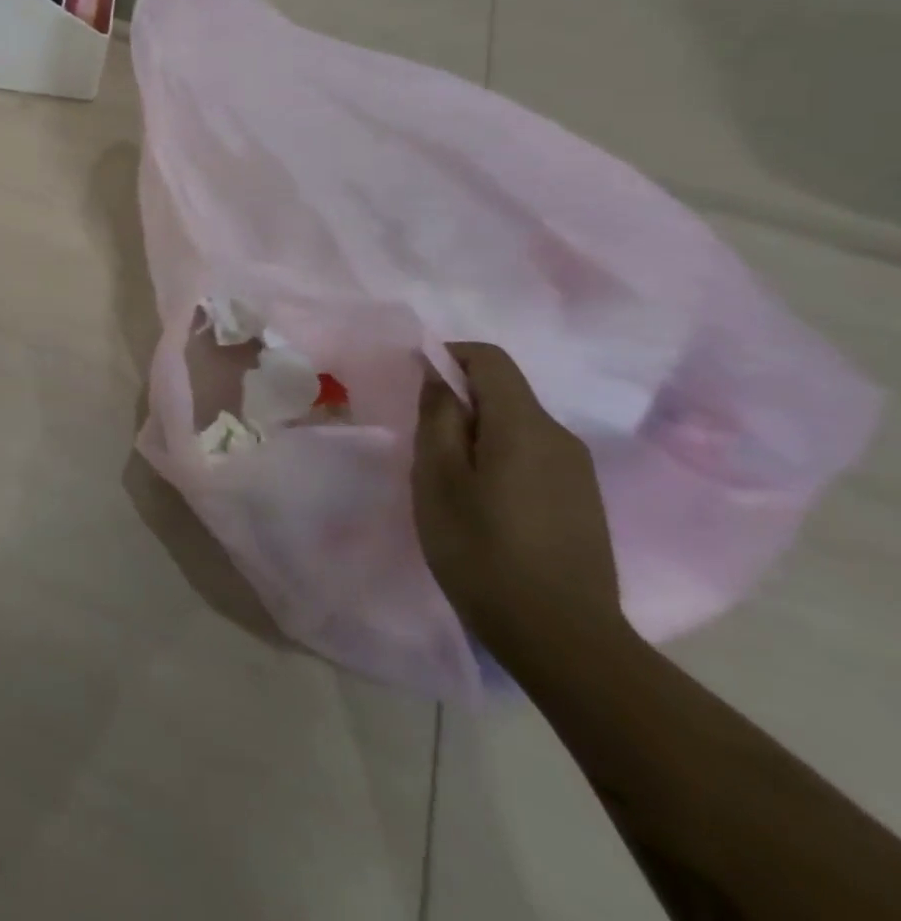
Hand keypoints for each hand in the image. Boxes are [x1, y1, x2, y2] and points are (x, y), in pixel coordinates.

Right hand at [411, 342, 625, 668]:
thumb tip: (438, 375)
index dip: (447, 357)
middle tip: (422, 443)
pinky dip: (498, 460)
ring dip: (476, 434)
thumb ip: (438, 416)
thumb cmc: (482, 548)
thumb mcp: (437, 476)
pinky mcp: (582, 504)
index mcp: (525, 424)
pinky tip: (482, 505)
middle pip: (504, 392)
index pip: (489, 358)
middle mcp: (561, 437)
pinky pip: (532, 458)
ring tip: (447, 479)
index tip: (414, 385)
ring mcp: (578, 474)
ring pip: (516, 427)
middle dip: (458, 402)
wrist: (562, 639)